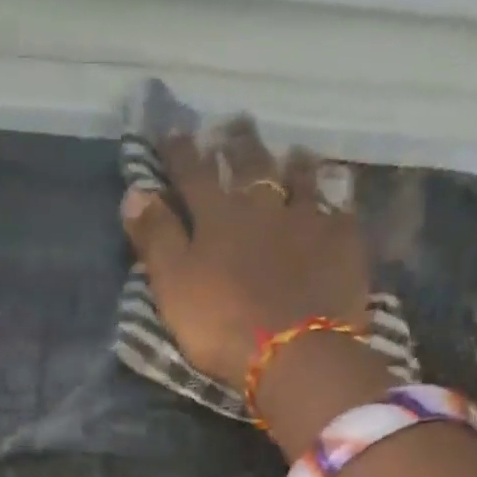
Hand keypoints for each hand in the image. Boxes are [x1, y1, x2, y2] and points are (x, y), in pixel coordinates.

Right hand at [121, 118, 368, 388]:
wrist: (294, 353)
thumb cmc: (221, 324)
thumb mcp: (173, 285)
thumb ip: (155, 239)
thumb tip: (134, 192)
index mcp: (217, 216)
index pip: (193, 173)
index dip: (180, 152)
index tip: (171, 132)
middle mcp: (263, 206)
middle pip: (250, 164)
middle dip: (239, 144)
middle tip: (236, 123)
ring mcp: (308, 220)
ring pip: (300, 179)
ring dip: (293, 163)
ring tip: (292, 152)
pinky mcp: (342, 244)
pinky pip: (340, 211)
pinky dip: (336, 200)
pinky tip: (337, 197)